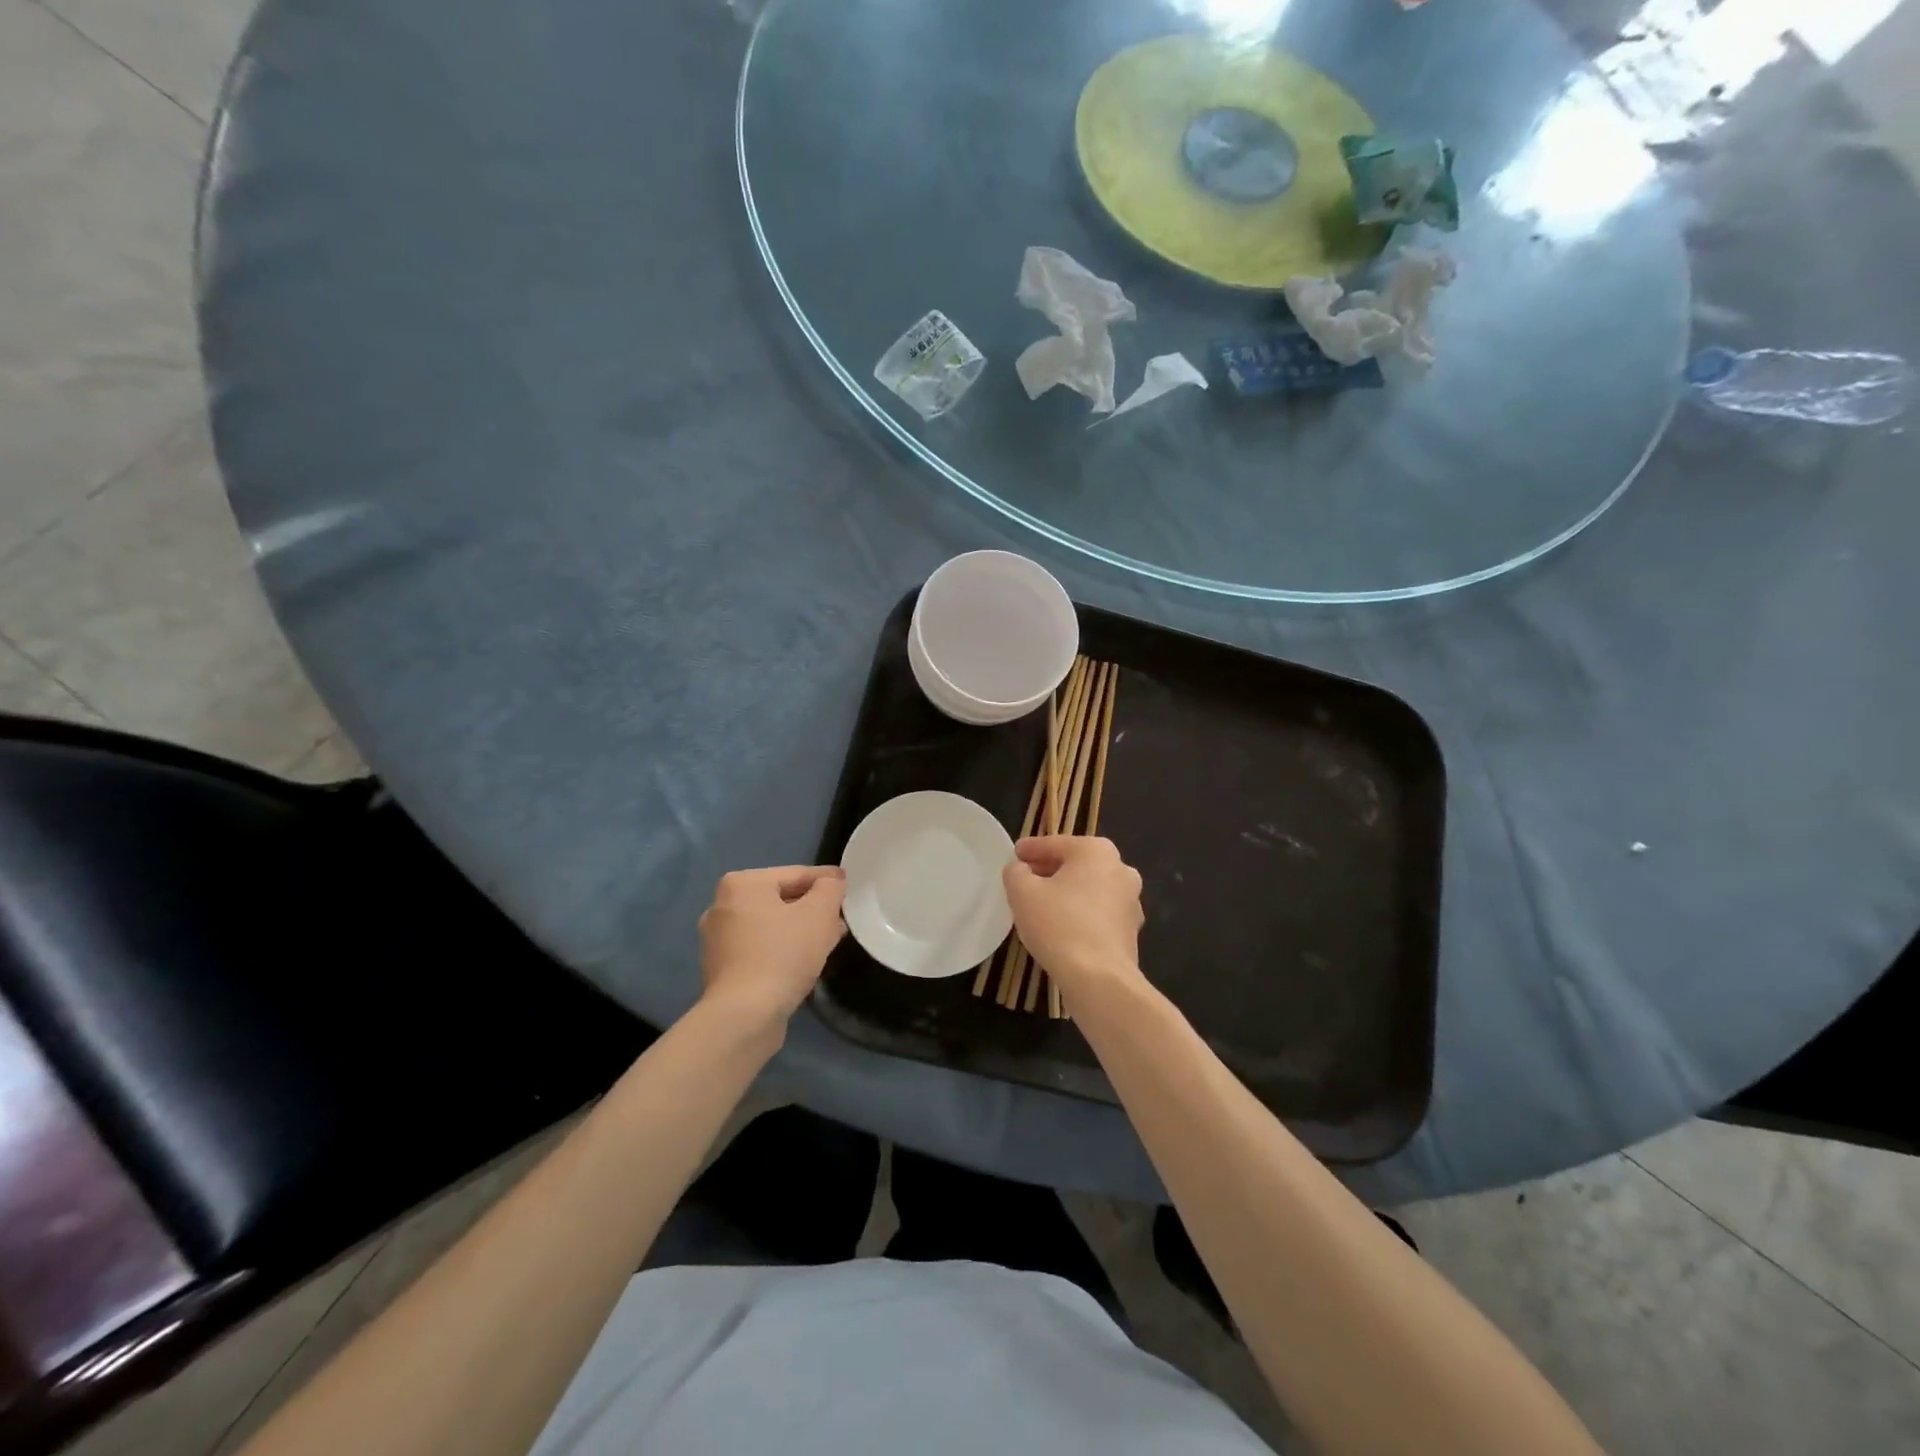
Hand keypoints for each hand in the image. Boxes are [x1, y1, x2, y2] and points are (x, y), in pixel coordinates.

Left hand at [698, 865, 846, 1029]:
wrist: (744, 1016)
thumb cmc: (783, 954)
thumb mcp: (819, 914)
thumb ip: (830, 889)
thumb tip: (831, 883)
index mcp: (741, 884)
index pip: (795, 874)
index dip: (826, 880)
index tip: (848, 886)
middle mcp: (721, 906)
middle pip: (780, 899)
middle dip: (812, 908)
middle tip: (840, 917)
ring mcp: (717, 940)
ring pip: (771, 926)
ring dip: (799, 930)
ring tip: (828, 941)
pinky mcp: (721, 969)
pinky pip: (760, 949)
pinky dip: (782, 949)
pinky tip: (804, 962)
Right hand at [1001, 836, 1144, 998]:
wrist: (1099, 979)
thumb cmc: (1059, 925)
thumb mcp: (1022, 892)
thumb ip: (1016, 872)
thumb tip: (1021, 869)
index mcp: (1096, 851)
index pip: (1054, 844)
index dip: (1029, 849)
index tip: (1014, 855)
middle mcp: (1120, 869)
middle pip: (1075, 864)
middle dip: (1048, 870)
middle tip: (1023, 881)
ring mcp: (1130, 901)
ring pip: (1088, 889)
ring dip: (1065, 893)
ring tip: (1039, 906)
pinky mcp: (1130, 930)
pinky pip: (1098, 913)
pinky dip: (1079, 914)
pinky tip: (1060, 928)